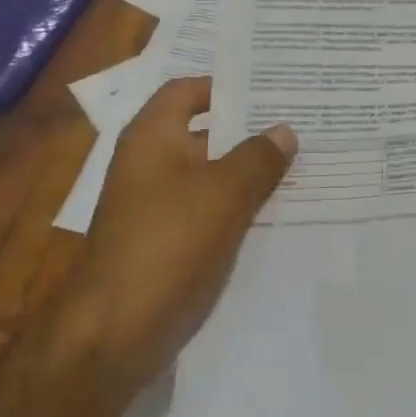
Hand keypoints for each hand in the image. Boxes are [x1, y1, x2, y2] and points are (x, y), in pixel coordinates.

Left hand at [64, 76, 296, 387]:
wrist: (116, 330)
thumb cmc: (167, 243)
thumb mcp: (223, 193)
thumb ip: (258, 158)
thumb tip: (285, 131)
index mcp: (152, 137)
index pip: (187, 91)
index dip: (223, 86)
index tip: (268, 89)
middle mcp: (150, 163)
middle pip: (203, 133)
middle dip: (247, 130)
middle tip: (297, 123)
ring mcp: (156, 204)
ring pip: (209, 174)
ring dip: (247, 171)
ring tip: (299, 164)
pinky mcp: (166, 241)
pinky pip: (207, 210)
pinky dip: (236, 205)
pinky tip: (276, 210)